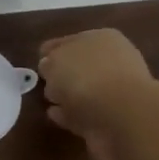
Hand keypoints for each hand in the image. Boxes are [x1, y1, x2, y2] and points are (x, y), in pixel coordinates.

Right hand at [37, 29, 156, 159]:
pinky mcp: (111, 120)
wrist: (121, 118)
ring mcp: (115, 93)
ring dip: (67, 95)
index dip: (52, 50)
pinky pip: (83, 114)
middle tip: (43, 82)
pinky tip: (55, 116)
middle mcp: (112, 62)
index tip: (37, 61)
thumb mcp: (55, 61)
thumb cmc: (86, 77)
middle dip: (62, 73)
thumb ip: (49, 62)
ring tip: (48, 101)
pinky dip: (69, 114)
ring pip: (83, 90)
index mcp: (101, 39)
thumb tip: (49, 68)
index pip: (70, 40)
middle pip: (79, 65)